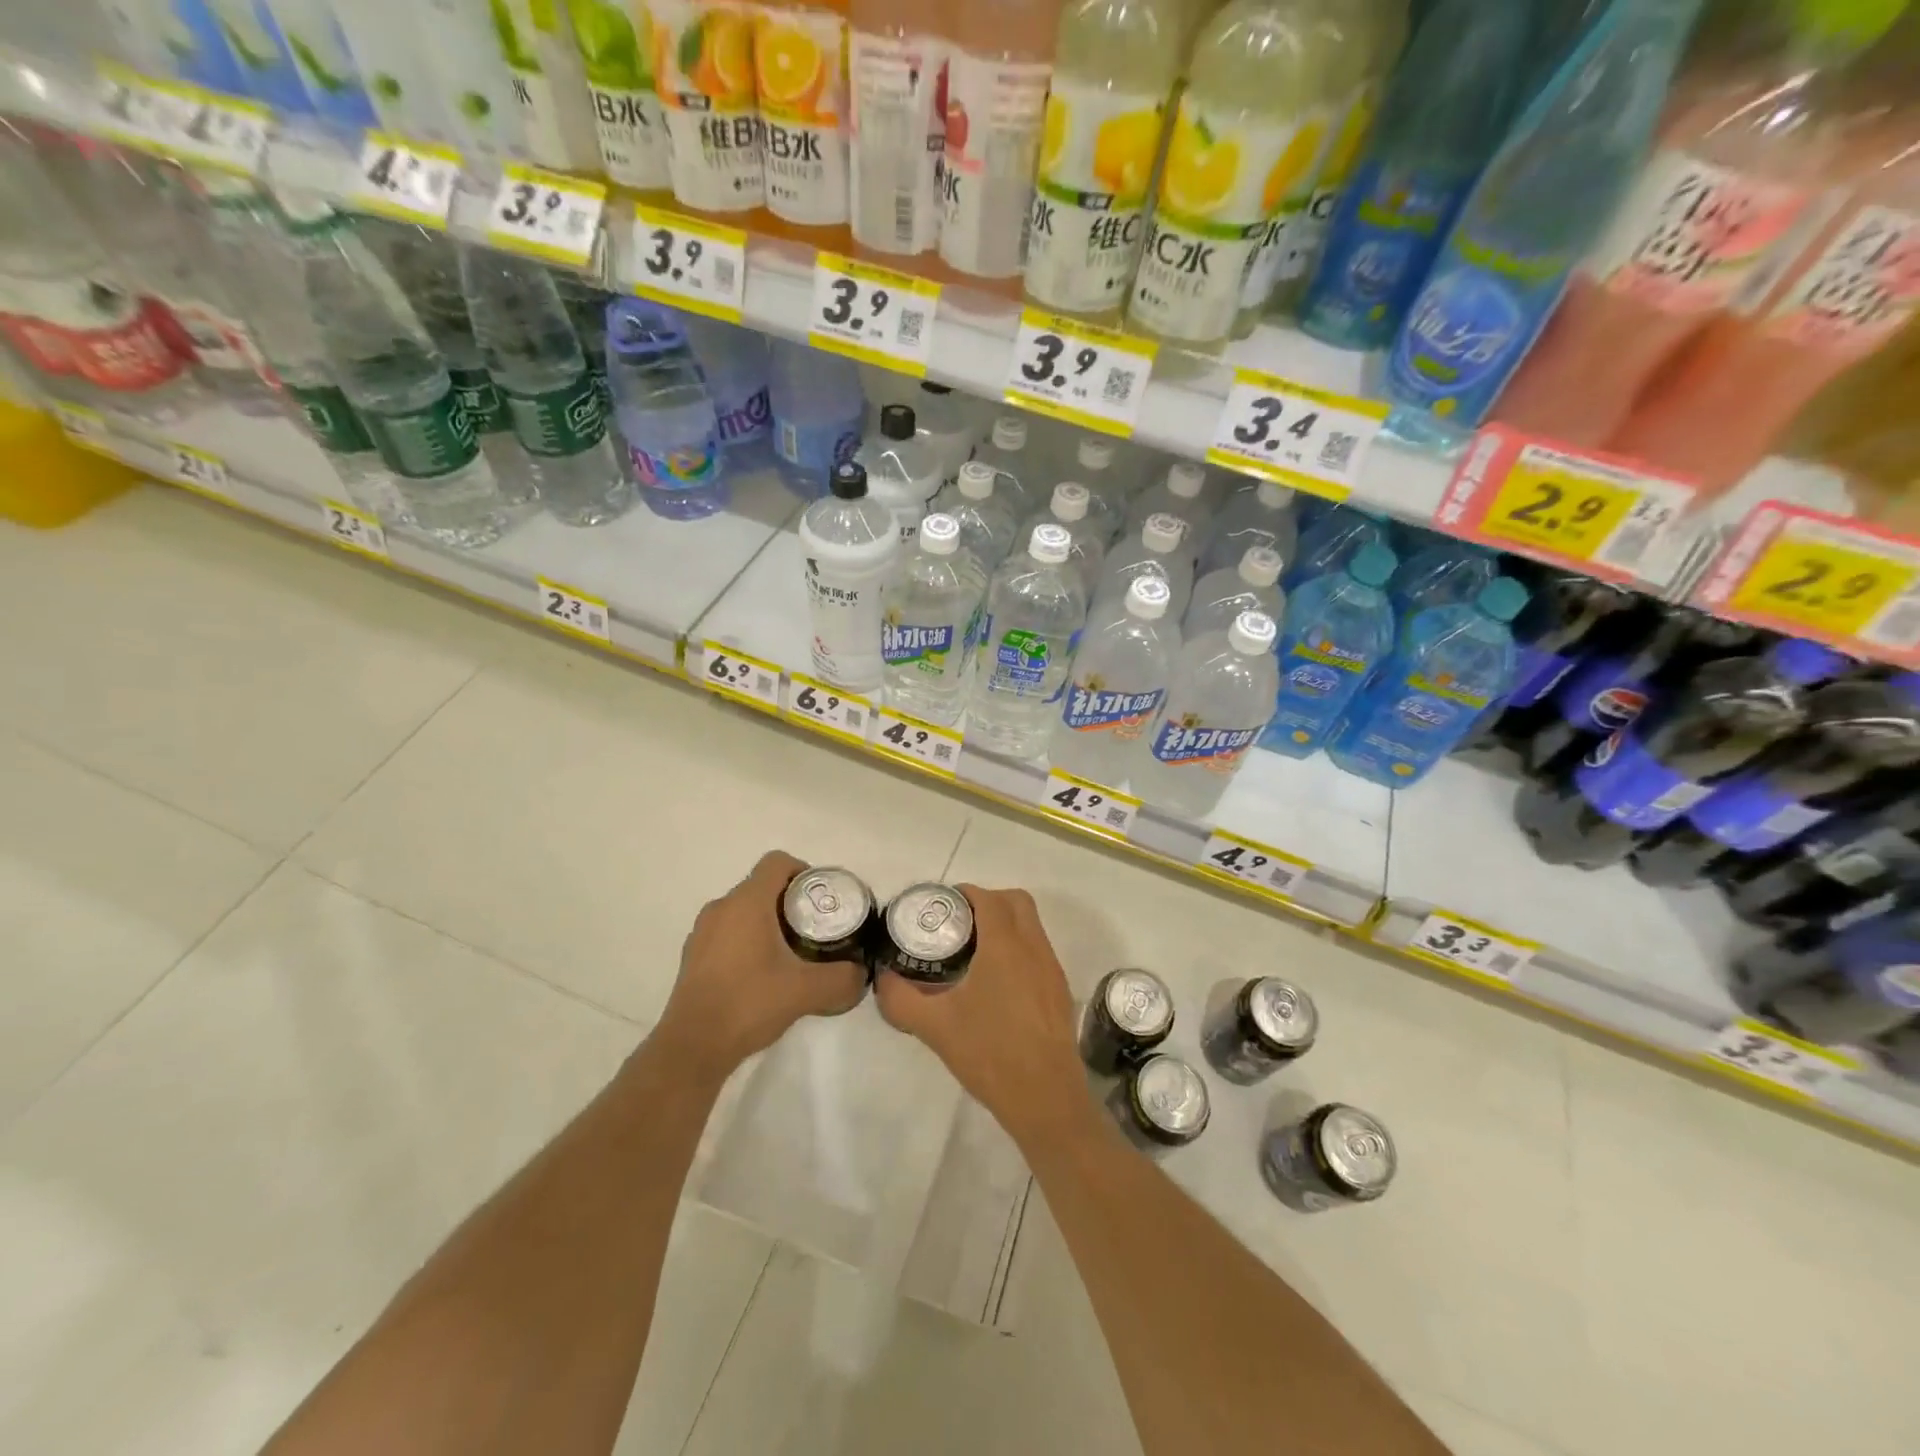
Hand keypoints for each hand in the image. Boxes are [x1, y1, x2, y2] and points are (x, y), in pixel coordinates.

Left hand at [654, 850, 867, 1080]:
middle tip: (815, 929)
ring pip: (744, 910)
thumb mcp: (807, 991)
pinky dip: (748, 941)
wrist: (693, 1047)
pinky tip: (762, 975)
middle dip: (791, 902)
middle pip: (762, 886)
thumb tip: (861, 972)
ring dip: (769, 922)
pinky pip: (728, 932)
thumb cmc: (749, 1004)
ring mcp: (702, 932)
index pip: (777, 862)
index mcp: (747, 903)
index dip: (804, 871)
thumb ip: (842, 978)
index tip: (821, 900)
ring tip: (792, 954)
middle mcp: (721, 908)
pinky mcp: (693, 956)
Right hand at [874, 885, 1085, 1138]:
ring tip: (974, 950)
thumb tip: (882, 978)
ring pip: (1032, 926)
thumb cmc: (990, 1054)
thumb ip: (901, 999)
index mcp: (1005, 947)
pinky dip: (1018, 947)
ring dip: (1006, 924)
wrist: (1045, 1098)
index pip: (989, 899)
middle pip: (1017, 902)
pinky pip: (1039, 951)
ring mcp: (1052, 969)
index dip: (966, 893)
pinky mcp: (1060, 991)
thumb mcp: (935, 1027)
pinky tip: (995, 982)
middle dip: (989, 901)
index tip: (943, 904)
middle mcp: (1034, 948)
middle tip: (960, 922)